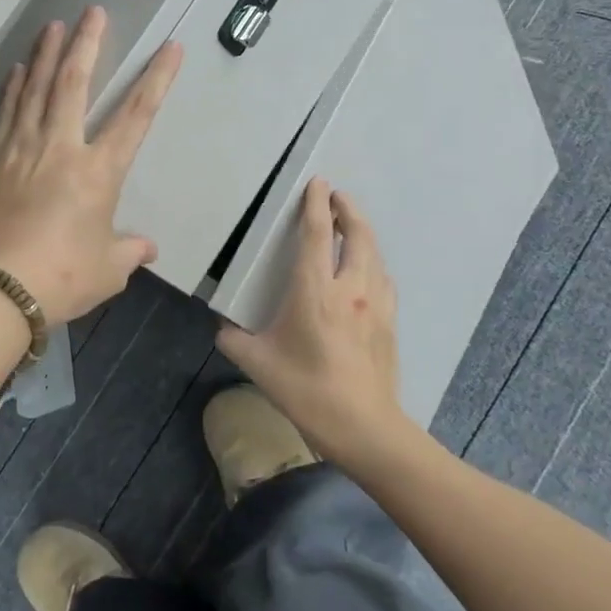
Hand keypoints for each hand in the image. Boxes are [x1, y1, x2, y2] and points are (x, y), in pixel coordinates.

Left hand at [0, 7, 181, 322]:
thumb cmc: (62, 278)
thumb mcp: (108, 269)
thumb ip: (129, 250)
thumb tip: (146, 247)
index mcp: (98, 172)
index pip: (135, 116)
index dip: (156, 79)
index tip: (169, 47)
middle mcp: (61, 149)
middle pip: (74, 84)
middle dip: (86, 45)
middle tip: (92, 12)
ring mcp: (22, 151)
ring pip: (35, 90)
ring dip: (46, 55)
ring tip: (53, 25)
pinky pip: (6, 114)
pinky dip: (12, 89)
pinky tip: (16, 70)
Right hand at [216, 179, 404, 462]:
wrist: (365, 428)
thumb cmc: (307, 391)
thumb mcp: (259, 364)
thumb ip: (234, 340)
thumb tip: (222, 328)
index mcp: (315, 291)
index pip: (317, 235)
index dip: (316, 205)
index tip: (317, 182)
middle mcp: (351, 289)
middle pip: (357, 235)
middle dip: (348, 209)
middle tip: (337, 195)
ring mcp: (376, 305)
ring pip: (374, 254)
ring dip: (363, 233)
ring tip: (351, 225)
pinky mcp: (389, 323)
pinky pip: (384, 279)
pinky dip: (374, 262)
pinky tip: (369, 270)